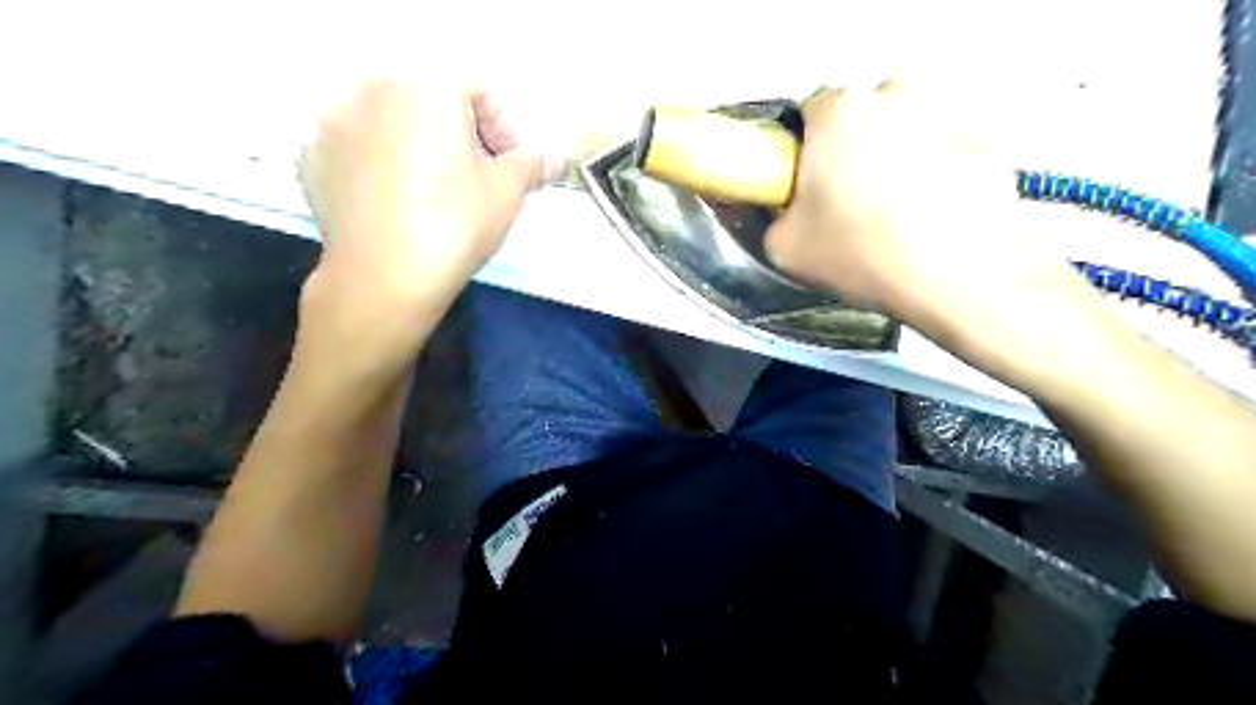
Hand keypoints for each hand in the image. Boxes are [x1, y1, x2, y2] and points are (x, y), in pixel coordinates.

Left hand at [296, 77, 557, 316]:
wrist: (382, 280)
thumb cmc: (454, 226)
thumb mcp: (506, 193)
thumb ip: (531, 165)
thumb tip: (554, 160)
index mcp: (426, 87)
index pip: (478, 89)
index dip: (504, 129)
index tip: (510, 168)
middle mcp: (372, 90)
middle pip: (432, 101)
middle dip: (463, 136)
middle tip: (478, 181)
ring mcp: (334, 122)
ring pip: (394, 123)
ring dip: (423, 147)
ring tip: (437, 195)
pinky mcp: (312, 158)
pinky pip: (361, 148)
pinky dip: (384, 165)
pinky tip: (398, 205)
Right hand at [766, 82, 1106, 389]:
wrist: (957, 280)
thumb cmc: (863, 255)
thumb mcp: (784, 247)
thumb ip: (774, 215)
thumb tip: (785, 209)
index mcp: (839, 113)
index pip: (809, 111)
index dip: (804, 149)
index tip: (808, 183)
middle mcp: (895, 95)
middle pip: (860, 116)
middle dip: (851, 150)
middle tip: (848, 203)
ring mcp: (947, 114)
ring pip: (904, 131)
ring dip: (894, 159)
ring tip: (894, 215)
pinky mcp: (986, 141)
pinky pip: (944, 150)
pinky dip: (934, 173)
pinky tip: (930, 217)